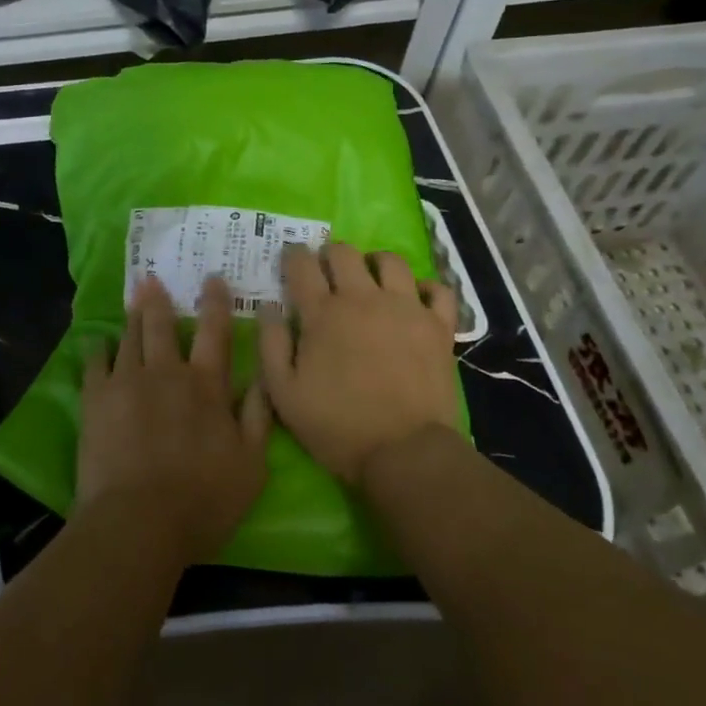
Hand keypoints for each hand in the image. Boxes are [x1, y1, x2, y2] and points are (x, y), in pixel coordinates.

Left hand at [76, 274, 270, 565]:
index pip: (215, 332)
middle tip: (152, 278)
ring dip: (132, 317)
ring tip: (132, 299)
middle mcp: (167, 373)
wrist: (139, 522)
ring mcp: (127, 383)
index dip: (215, 302)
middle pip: (163, 326)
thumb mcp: (251, 464)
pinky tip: (96, 342)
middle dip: (159, 300)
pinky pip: (94, 363)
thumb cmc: (204, 500)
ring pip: (129, 338)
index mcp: (206, 385)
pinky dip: (97, 349)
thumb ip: (258, 416)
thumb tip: (261, 376)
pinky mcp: (95, 400)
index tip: (212, 278)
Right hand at [257, 243, 459, 483]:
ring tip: (371, 279)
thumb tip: (268, 307)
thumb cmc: (337, 425)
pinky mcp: (438, 326)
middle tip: (327, 271)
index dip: (293, 256)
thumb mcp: (284, 394)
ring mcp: (405, 308)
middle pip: (344, 253)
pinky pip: (437, 290)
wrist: (404, 452)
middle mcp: (363, 299)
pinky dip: (425, 288)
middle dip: (330, 254)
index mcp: (323, 313)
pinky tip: (415, 299)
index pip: (302, 265)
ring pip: (391, 261)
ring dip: (375, 263)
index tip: (291, 260)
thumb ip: (270, 345)